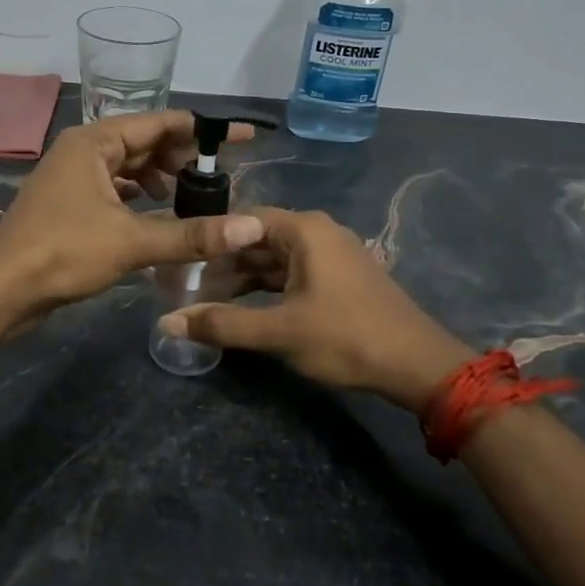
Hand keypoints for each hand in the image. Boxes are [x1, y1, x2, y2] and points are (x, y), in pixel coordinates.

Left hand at [0, 110, 265, 317]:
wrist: (0, 289)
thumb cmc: (62, 252)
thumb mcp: (132, 241)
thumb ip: (192, 235)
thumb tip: (251, 228)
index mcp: (95, 142)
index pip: (160, 123)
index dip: (204, 130)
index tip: (241, 136)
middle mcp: (83, 151)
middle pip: (144, 142)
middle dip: (182, 156)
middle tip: (222, 175)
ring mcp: (73, 177)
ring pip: (127, 166)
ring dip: (160, 176)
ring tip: (192, 194)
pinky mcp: (69, 204)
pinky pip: (114, 187)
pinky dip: (138, 195)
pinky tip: (156, 211)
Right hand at [159, 207, 472, 411]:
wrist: (417, 364)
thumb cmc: (345, 338)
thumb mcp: (279, 332)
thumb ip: (222, 324)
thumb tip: (167, 322)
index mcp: (304, 230)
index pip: (241, 220)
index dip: (208, 240)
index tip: (179, 261)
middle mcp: (318, 231)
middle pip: (257, 239)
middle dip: (224, 262)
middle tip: (187, 284)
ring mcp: (333, 253)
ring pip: (275, 259)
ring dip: (245, 278)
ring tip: (209, 300)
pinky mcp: (341, 277)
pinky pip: (294, 272)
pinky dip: (269, 287)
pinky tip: (248, 308)